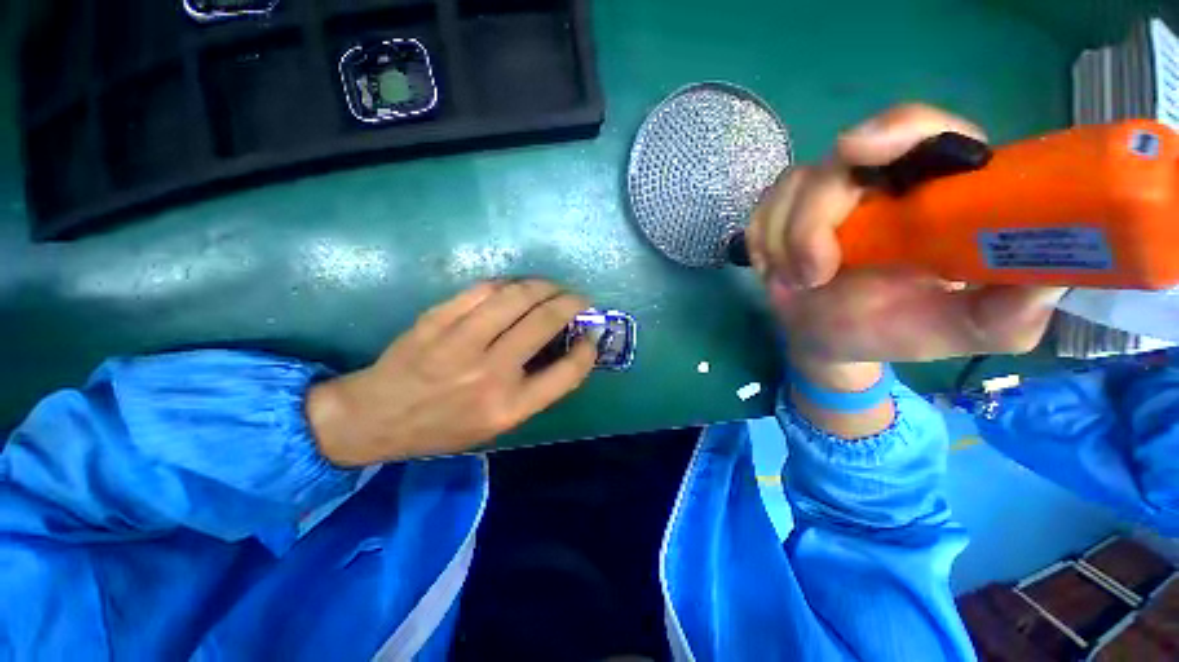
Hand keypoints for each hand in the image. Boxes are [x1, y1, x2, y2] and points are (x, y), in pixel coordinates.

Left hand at [306, 280, 596, 465]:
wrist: (376, 418)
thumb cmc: (444, 427)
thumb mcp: (497, 425)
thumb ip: (535, 390)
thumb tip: (566, 350)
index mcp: (509, 407)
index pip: (567, 373)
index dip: (588, 350)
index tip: (591, 336)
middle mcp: (490, 373)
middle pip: (544, 322)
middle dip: (571, 303)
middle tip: (579, 299)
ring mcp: (460, 343)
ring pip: (516, 297)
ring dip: (544, 286)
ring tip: (553, 287)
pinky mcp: (437, 320)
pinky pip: (483, 289)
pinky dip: (509, 284)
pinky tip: (517, 287)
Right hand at [748, 104, 1064, 384]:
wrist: (831, 339)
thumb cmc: (900, 331)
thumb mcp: (970, 330)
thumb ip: (1010, 310)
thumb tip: (1054, 275)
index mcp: (937, 193)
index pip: (925, 132)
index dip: (895, 131)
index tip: (856, 151)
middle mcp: (880, 182)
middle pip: (836, 163)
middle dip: (812, 221)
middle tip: (813, 275)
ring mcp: (824, 196)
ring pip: (789, 189)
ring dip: (783, 242)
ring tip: (798, 283)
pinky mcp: (782, 214)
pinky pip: (761, 214)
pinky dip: (763, 244)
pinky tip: (777, 270)